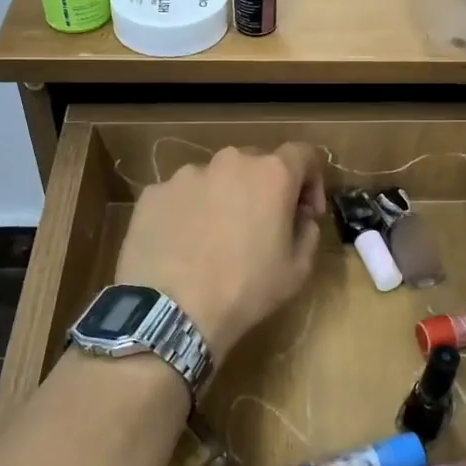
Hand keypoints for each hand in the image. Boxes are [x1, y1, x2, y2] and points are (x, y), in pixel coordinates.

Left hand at [115, 144, 327, 363]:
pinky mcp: (153, 192)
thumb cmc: (245, 290)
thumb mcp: (297, 270)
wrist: (170, 311)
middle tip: (261, 227)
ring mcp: (186, 174)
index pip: (303, 154)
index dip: (312, 180)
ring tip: (214, 239)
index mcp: (272, 174)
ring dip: (224, 199)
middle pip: (256, 164)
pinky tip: (182, 246)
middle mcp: (229, 161)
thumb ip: (308, 232)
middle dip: (265, 190)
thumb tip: (301, 218)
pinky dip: (188, 212)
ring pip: (215, 178)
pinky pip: (180, 195)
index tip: (307, 211)